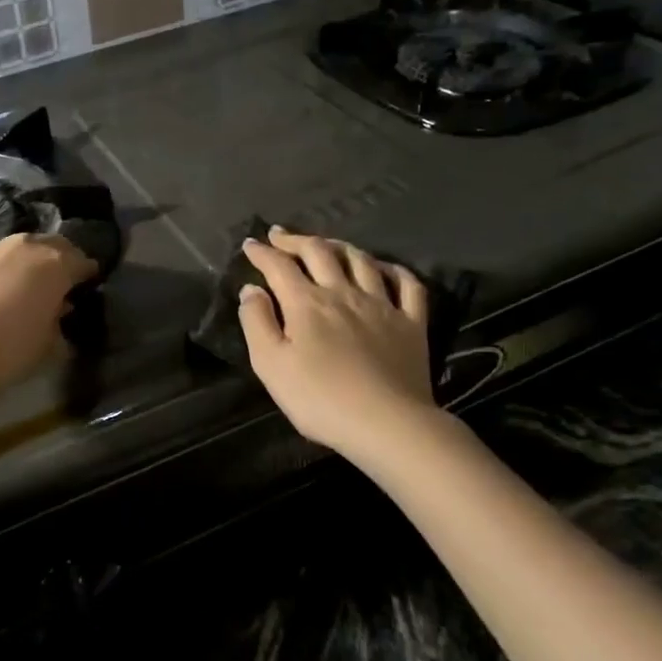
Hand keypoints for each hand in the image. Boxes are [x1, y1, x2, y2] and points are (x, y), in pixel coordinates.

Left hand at [0, 233, 97, 409]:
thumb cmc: (4, 351)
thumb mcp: (46, 347)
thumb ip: (58, 324)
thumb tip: (58, 313)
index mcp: (55, 264)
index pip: (82, 261)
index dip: (88, 275)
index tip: (88, 288)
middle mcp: (26, 246)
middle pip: (52, 246)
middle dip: (60, 262)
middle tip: (60, 286)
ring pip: (20, 250)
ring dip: (28, 265)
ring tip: (26, 291)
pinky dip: (2, 272)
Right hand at [238, 226, 445, 462]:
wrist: (387, 424)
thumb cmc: (320, 399)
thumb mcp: (270, 365)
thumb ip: (257, 322)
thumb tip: (251, 289)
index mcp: (306, 302)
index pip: (279, 266)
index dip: (262, 252)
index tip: (250, 244)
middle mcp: (343, 292)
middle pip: (319, 252)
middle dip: (296, 240)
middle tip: (280, 236)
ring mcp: (381, 304)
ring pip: (360, 260)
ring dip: (339, 246)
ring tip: (326, 245)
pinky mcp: (412, 323)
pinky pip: (407, 284)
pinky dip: (393, 269)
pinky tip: (383, 268)